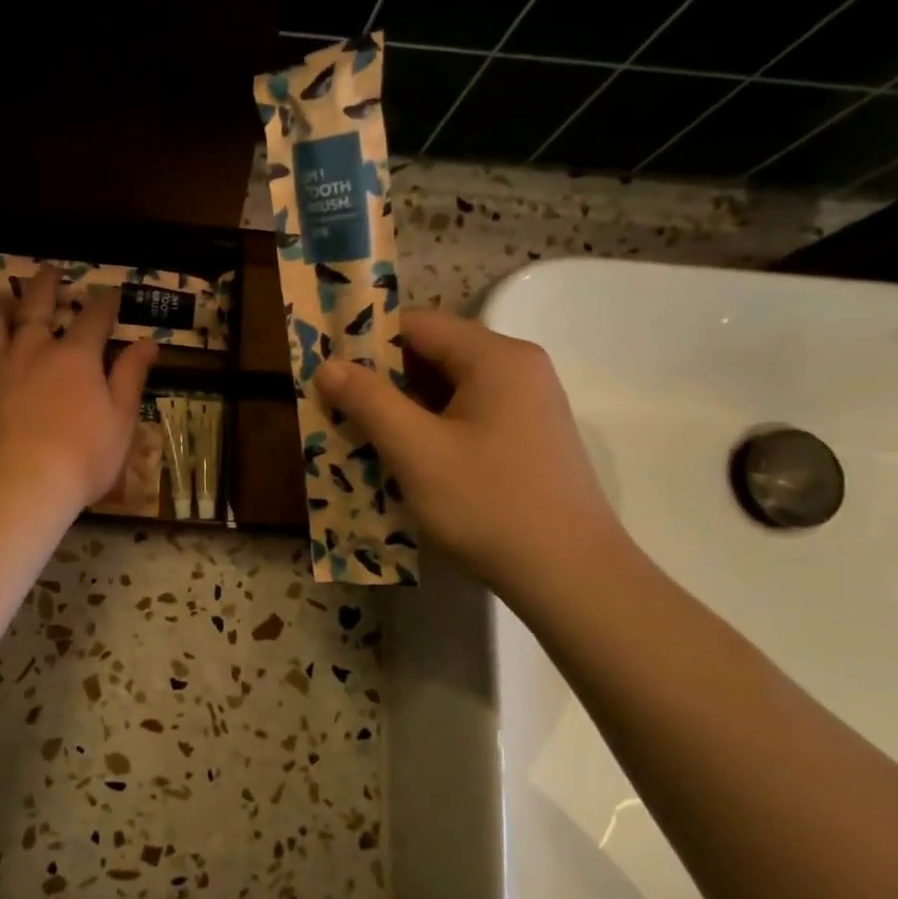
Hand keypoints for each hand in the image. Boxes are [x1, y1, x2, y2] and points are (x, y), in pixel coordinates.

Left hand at [0, 266, 158, 518]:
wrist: (21, 486)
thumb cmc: (82, 459)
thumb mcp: (121, 420)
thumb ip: (130, 377)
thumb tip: (148, 341)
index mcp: (75, 357)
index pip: (94, 319)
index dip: (104, 303)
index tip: (110, 293)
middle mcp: (31, 350)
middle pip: (37, 307)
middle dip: (46, 286)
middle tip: (50, 271)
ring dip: (0, 310)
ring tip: (5, 302)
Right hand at [313, 308, 624, 593]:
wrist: (570, 575)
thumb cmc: (487, 504)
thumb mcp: (416, 450)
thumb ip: (369, 401)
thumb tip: (328, 365)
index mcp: (495, 357)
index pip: (418, 324)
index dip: (366, 341)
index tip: (327, 370)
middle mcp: (517, 369)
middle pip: (434, 355)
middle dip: (381, 380)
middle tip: (335, 407)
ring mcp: (527, 405)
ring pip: (448, 390)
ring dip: (402, 409)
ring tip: (360, 436)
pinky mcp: (527, 439)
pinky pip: (466, 417)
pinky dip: (429, 429)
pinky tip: (403, 460)